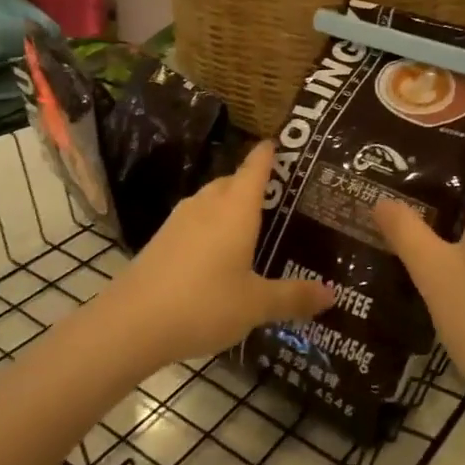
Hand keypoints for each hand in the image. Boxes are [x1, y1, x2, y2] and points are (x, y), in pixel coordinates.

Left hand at [99, 141, 332, 369]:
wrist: (132, 322)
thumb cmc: (204, 304)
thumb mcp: (256, 304)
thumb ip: (293, 296)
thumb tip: (332, 293)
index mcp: (235, 209)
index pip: (255, 168)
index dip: (267, 154)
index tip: (278, 143)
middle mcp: (207, 205)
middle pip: (232, 181)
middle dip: (251, 182)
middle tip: (277, 195)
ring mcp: (179, 220)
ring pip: (210, 200)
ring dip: (229, 205)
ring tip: (250, 224)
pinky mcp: (162, 239)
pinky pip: (195, 220)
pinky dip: (211, 226)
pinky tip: (217, 251)